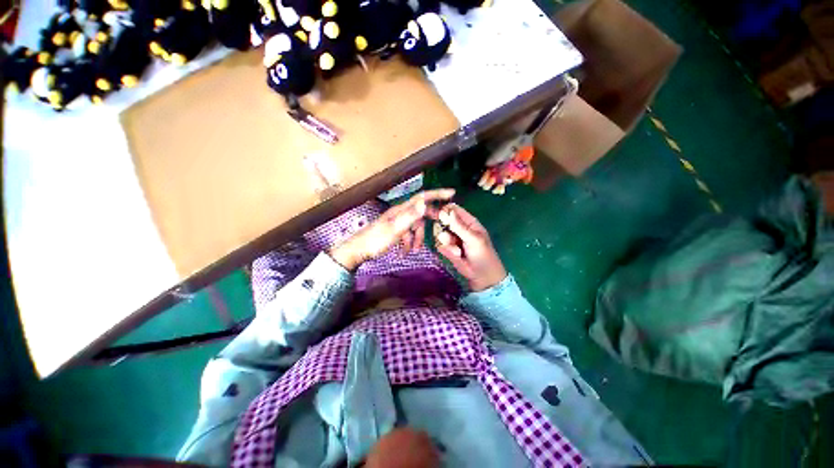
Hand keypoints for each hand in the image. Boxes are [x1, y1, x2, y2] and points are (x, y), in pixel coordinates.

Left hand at [329, 189, 454, 270]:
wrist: (358, 251)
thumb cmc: (376, 240)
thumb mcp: (395, 229)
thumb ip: (410, 216)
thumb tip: (424, 203)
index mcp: (401, 210)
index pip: (422, 197)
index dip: (437, 194)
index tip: (451, 193)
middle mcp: (400, 213)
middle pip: (421, 213)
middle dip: (429, 222)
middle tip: (441, 225)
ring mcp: (397, 223)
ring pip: (414, 227)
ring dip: (416, 239)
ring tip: (413, 251)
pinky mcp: (394, 232)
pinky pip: (407, 235)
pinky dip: (408, 243)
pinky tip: (404, 252)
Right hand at [435, 203, 506, 291]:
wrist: (481, 275)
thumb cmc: (482, 254)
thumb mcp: (473, 238)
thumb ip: (459, 226)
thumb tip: (448, 211)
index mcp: (468, 221)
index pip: (453, 209)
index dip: (445, 210)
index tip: (440, 217)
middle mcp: (457, 227)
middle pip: (442, 220)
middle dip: (443, 228)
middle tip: (449, 237)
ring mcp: (451, 238)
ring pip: (439, 233)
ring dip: (447, 242)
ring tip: (457, 250)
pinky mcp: (447, 248)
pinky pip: (439, 244)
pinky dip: (447, 250)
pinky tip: (456, 255)